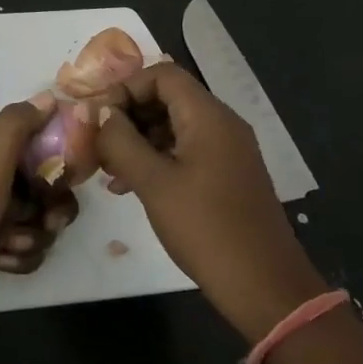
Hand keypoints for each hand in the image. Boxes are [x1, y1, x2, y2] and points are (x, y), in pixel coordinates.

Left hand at [0, 93, 80, 322]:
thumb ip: (17, 125)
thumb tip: (49, 94)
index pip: (43, 143)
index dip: (62, 158)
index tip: (67, 176)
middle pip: (51, 187)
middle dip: (56, 207)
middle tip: (49, 220)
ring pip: (43, 221)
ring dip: (36, 236)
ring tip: (11, 244)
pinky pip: (30, 249)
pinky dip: (21, 257)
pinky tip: (1, 261)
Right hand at [92, 62, 326, 343]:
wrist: (265, 288)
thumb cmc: (206, 228)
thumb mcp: (153, 182)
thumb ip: (120, 141)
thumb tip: (97, 111)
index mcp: (208, 116)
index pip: (161, 75)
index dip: (125, 88)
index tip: (98, 117)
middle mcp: (221, 124)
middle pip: (167, 97)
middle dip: (128, 114)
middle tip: (97, 142)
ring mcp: (227, 151)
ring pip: (173, 125)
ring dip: (138, 139)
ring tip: (106, 167)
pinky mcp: (227, 176)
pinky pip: (185, 150)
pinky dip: (155, 158)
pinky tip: (129, 185)